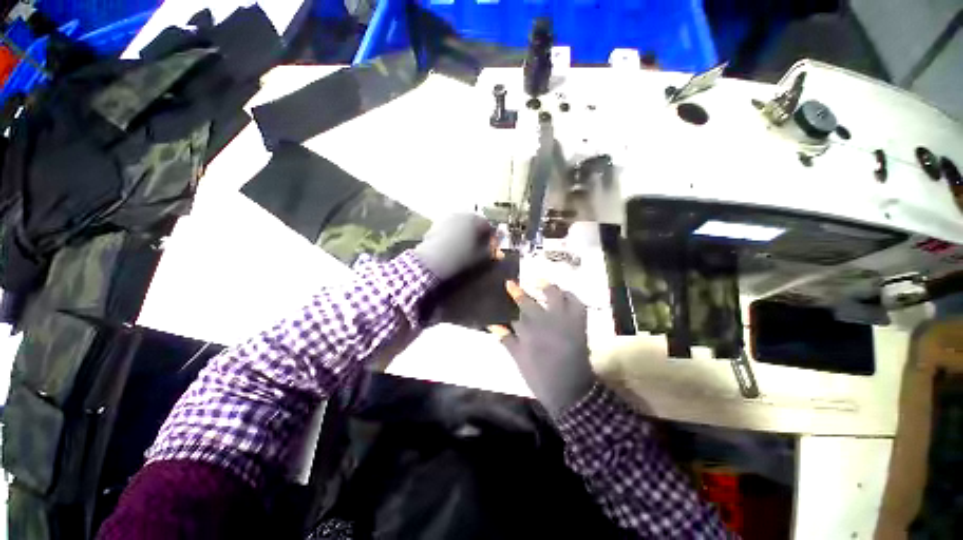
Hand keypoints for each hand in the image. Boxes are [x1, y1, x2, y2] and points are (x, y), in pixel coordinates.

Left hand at [413, 213, 498, 280]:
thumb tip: (498, 252)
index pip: (489, 227)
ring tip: (462, 249)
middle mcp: (463, 214)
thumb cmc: (463, 258)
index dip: (491, 239)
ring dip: (464, 234)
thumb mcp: (482, 257)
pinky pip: (449, 229)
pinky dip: (452, 235)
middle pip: (474, 224)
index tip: (489, 249)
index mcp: (477, 220)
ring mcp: (447, 217)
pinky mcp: (435, 224)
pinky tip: (450, 248)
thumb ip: (492, 252)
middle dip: (477, 235)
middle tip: (476, 248)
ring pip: (461, 225)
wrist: (434, 260)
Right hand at [489, 281, 595, 415]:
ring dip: (548, 288)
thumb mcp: (520, 359)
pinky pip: (578, 304)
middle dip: (525, 291)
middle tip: (522, 283)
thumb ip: (506, 340)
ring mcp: (565, 322)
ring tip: (543, 283)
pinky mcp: (580, 325)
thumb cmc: (541, 377)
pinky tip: (564, 295)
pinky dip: (571, 297)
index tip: (509, 283)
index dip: (515, 294)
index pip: (519, 308)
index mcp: (531, 332)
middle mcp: (547, 323)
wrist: (571, 391)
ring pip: (557, 297)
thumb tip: (493, 325)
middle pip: (534, 301)